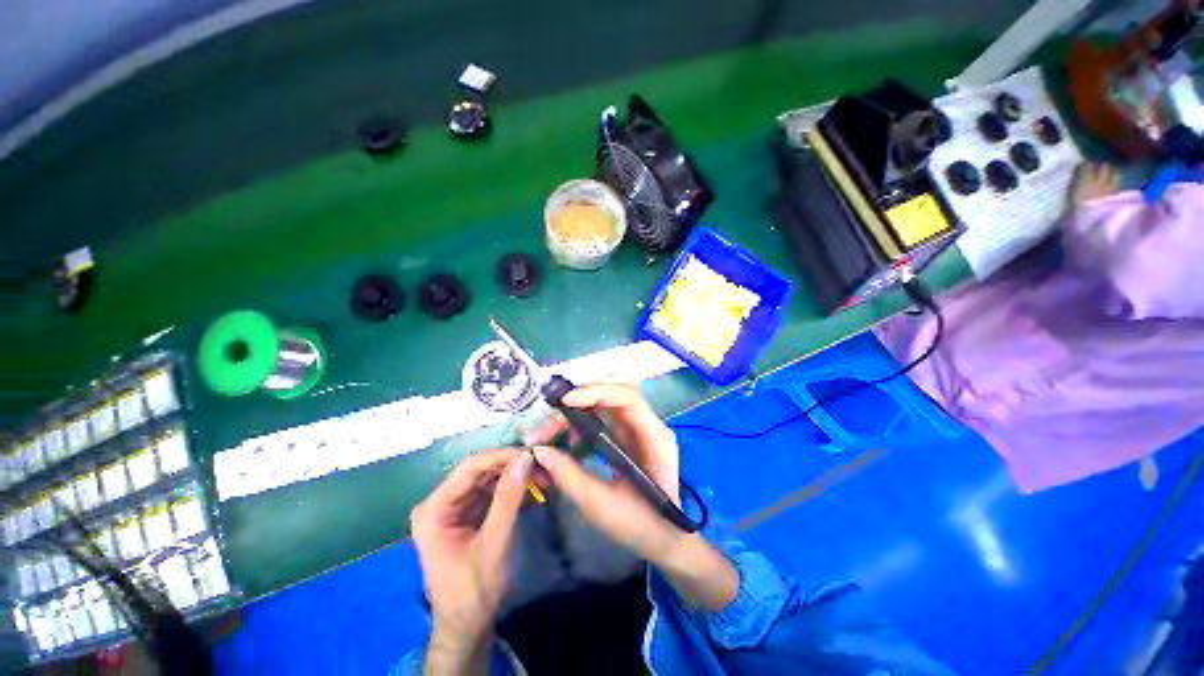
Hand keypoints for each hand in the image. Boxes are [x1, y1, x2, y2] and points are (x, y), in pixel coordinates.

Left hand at [410, 448, 531, 673]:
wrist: (468, 628)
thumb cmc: (474, 590)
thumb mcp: (494, 543)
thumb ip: (508, 499)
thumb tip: (525, 459)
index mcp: (434, 509)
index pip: (470, 468)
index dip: (501, 457)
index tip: (531, 455)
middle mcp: (440, 503)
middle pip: (479, 471)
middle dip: (511, 467)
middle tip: (541, 466)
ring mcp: (453, 509)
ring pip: (488, 480)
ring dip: (515, 478)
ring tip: (542, 477)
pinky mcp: (467, 516)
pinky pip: (491, 494)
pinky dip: (512, 491)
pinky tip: (534, 491)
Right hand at [526, 385, 736, 611]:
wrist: (664, 539)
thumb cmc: (640, 525)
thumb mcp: (600, 505)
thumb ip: (569, 475)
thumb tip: (539, 451)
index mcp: (655, 439)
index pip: (628, 399)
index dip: (597, 393)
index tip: (565, 402)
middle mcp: (650, 425)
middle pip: (614, 396)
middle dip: (579, 402)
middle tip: (548, 423)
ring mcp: (640, 428)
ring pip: (605, 405)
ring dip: (576, 413)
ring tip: (551, 435)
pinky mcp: (629, 435)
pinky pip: (603, 418)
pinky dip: (582, 424)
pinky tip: (568, 442)